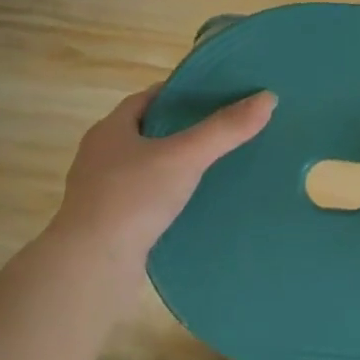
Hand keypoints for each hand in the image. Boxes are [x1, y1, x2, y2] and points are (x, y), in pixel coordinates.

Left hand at [56, 85, 275, 261]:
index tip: (211, 96)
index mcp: (110, 130)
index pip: (146, 98)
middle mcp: (100, 156)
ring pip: (142, 167)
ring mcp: (99, 192)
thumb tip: (268, 98)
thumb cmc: (133, 198)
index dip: (178, 94)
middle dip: (178, 129)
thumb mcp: (185, 157)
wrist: (92, 266)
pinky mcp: (107, 223)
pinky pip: (141, 198)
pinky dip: (163, 195)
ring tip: (209, 167)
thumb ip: (224, 129)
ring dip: (170, 164)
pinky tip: (188, 205)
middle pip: (145, 131)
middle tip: (217, 130)